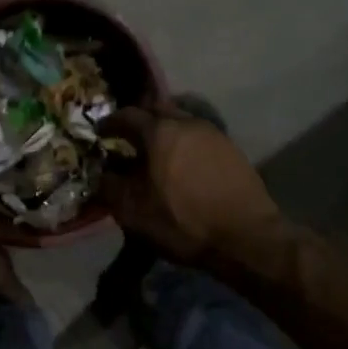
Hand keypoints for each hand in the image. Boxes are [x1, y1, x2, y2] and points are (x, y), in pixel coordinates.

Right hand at [99, 104, 280, 264]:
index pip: (127, 115)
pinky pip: (199, 137)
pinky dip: (184, 144)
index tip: (100, 133)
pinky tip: (182, 165)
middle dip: (140, 121)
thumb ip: (110, 186)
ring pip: (181, 122)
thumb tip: (102, 173)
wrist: (247, 238)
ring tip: (155, 154)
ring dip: (165, 132)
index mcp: (160, 131)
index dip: (110, 122)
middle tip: (128, 138)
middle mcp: (187, 122)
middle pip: (157, 110)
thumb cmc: (183, 222)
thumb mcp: (133, 211)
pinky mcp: (232, 150)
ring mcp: (214, 134)